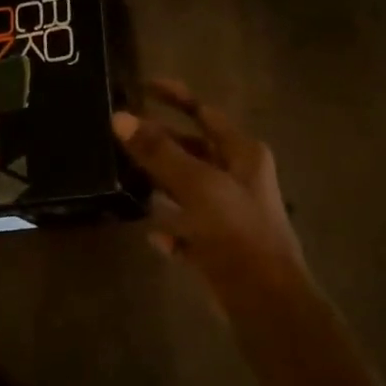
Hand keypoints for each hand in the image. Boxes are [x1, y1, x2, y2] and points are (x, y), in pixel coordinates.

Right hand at [113, 79, 314, 312]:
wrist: (265, 300)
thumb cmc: (237, 231)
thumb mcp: (197, 185)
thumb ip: (159, 151)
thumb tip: (120, 117)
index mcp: (243, 154)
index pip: (204, 113)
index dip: (175, 96)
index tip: (142, 85)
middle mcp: (239, 179)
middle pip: (194, 150)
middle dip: (161, 142)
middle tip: (123, 133)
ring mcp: (230, 214)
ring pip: (189, 189)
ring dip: (162, 183)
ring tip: (126, 175)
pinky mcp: (220, 247)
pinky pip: (188, 229)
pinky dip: (171, 227)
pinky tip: (151, 233)